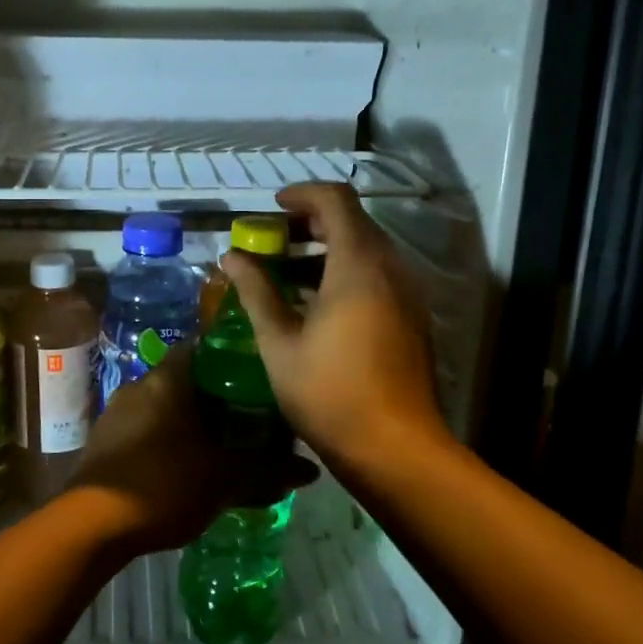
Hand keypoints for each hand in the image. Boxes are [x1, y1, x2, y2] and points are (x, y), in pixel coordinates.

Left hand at [67, 343, 316, 552]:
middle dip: (214, 398)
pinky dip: (165, 442)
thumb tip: (311, 471)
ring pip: (162, 408)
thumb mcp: (224, 479)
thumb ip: (267, 470)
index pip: (203, 347)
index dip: (231, 357)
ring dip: (188, 423)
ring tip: (218, 448)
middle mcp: (139, 385)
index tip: (256, 375)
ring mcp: (116, 414)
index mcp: (168, 379)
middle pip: (184, 380)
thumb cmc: (165, 483)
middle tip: (246, 418)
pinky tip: (182, 469)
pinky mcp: (102, 443)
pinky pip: (143, 431)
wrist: (92, 523)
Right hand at [220, 182, 444, 471]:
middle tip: (272, 242)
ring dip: (326, 250)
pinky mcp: (411, 317)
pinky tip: (314, 305)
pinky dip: (345, 273)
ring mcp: (406, 293)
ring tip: (285, 274)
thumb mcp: (279, 341)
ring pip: (366, 250)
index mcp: (358, 264)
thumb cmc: (329, 391)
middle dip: (310, 223)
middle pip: (353, 222)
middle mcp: (390, 268)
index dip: (301, 194)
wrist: (395, 448)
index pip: (335, 200)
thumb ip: (256, 291)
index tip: (272, 208)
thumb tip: (231, 257)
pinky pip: (377, 276)